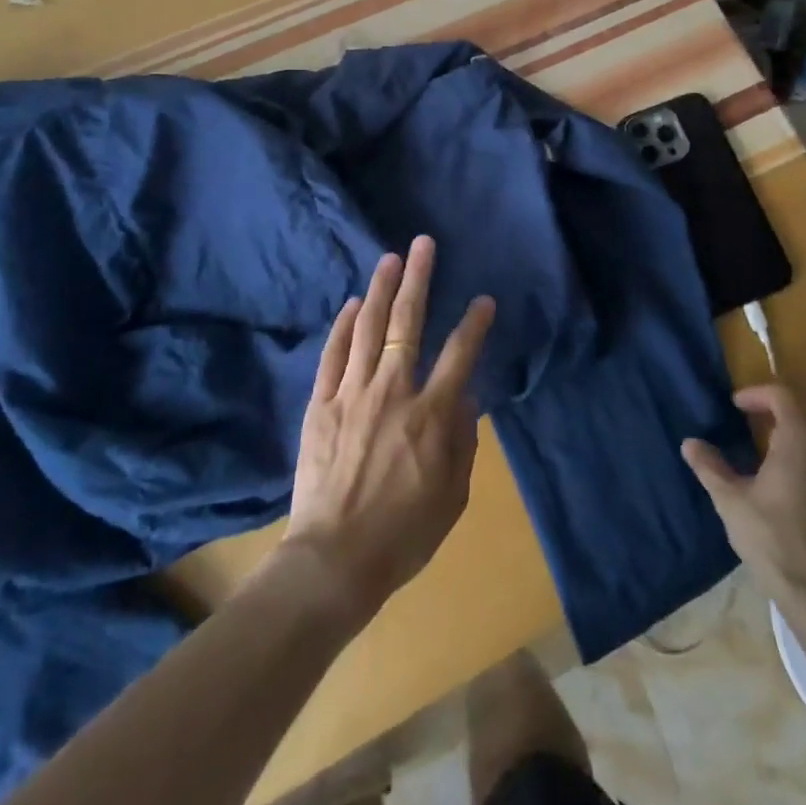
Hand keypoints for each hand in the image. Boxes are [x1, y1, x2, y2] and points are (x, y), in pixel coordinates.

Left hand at [280, 236, 494, 623]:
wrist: (334, 561)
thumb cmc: (403, 535)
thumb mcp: (453, 496)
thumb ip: (463, 440)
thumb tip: (465, 397)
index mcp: (431, 415)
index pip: (460, 355)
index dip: (474, 323)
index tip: (484, 300)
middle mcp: (392, 391)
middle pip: (406, 323)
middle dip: (418, 279)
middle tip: (423, 244)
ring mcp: (351, 393)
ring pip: (367, 328)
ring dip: (379, 289)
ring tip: (390, 258)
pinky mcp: (321, 404)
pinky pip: (332, 354)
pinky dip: (342, 326)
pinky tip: (350, 304)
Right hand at [682, 383, 805, 631]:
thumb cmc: (774, 542)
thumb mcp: (731, 503)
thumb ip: (710, 467)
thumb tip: (689, 443)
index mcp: (802, 440)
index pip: (784, 395)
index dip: (758, 393)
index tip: (738, 406)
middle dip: (797, 401)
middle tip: (771, 415)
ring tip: (796, 441)